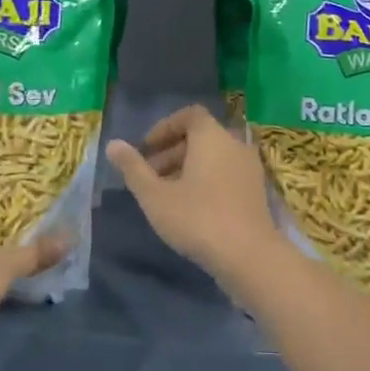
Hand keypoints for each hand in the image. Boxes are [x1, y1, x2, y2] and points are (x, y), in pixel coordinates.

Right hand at [105, 105, 284, 285]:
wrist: (249, 256)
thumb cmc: (197, 219)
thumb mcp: (155, 195)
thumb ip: (133, 168)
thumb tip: (113, 144)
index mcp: (211, 137)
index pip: (189, 115)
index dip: (164, 127)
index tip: (146, 149)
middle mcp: (234, 144)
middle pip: (200, 136)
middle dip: (172, 151)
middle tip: (149, 175)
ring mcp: (249, 168)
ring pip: (214, 157)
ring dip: (188, 167)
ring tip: (166, 194)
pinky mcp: (256, 191)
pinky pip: (226, 172)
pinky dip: (207, 179)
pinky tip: (191, 207)